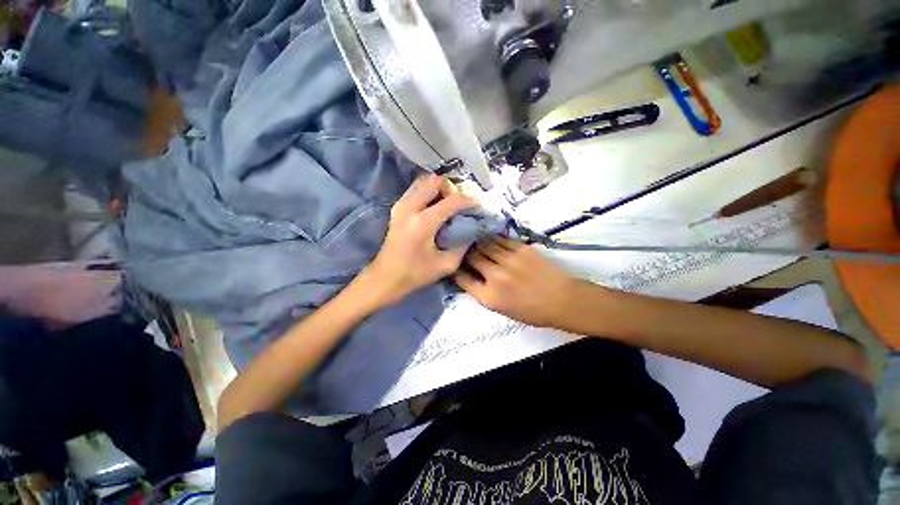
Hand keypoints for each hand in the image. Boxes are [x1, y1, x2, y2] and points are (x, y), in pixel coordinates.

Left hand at [358, 175, 476, 307]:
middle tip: (459, 203)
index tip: (478, 205)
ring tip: (448, 203)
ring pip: (423, 181)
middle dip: (451, 188)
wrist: (385, 277)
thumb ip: (463, 245)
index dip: (469, 200)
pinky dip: (429, 192)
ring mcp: (401, 205)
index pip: (452, 200)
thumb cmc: (415, 274)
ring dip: (439, 188)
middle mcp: (410, 207)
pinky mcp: (397, 208)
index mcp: (423, 222)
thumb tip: (471, 229)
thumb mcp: (446, 264)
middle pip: (435, 181)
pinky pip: (416, 189)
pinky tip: (435, 206)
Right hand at [454, 238, 578, 327]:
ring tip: (473, 239)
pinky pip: (501, 240)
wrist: (563, 300)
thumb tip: (471, 277)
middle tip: (463, 249)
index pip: (462, 279)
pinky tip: (490, 237)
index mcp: (489, 296)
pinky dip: (493, 238)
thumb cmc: (533, 312)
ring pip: (484, 244)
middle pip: (471, 257)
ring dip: (477, 242)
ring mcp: (508, 260)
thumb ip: (484, 293)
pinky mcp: (521, 249)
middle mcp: (495, 276)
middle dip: (465, 253)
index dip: (455, 270)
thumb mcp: (502, 310)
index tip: (454, 265)